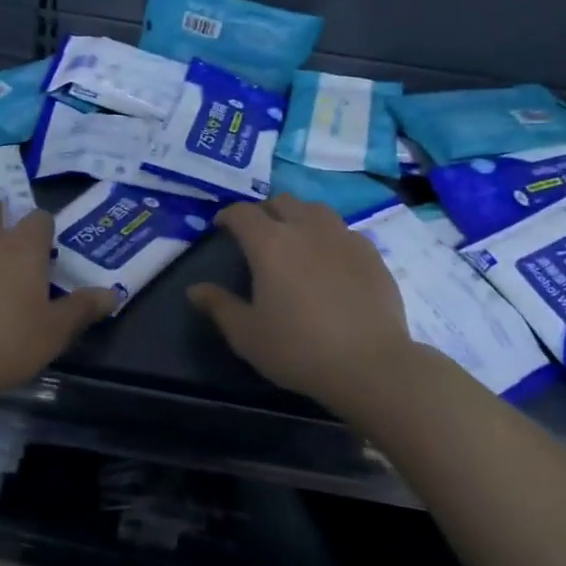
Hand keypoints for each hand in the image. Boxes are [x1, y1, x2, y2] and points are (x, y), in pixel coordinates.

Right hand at [188, 194, 421, 409]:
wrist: (370, 364)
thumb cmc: (298, 349)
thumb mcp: (247, 334)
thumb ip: (219, 306)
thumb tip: (194, 290)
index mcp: (270, 243)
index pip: (242, 213)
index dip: (228, 215)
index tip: (221, 227)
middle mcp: (306, 229)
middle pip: (281, 201)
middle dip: (264, 211)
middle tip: (258, 233)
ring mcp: (343, 237)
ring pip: (316, 210)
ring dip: (299, 216)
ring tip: (295, 238)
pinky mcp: (371, 253)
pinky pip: (344, 231)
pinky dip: (329, 236)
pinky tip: (330, 260)